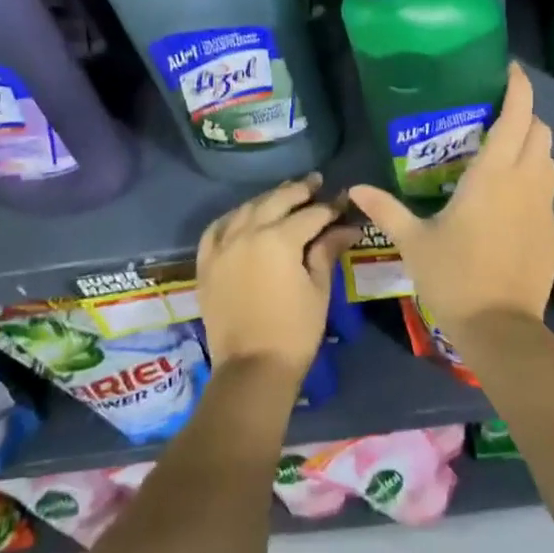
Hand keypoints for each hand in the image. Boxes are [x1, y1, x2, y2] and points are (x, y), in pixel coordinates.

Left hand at [196, 174, 356, 377]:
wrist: (252, 369)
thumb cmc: (295, 331)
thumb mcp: (318, 289)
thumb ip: (327, 251)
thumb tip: (347, 228)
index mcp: (279, 239)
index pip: (311, 214)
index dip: (331, 208)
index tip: (344, 203)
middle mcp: (247, 234)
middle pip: (276, 201)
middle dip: (299, 190)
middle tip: (316, 182)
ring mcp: (222, 247)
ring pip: (246, 209)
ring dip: (268, 199)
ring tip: (285, 194)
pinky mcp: (206, 264)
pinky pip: (216, 229)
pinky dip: (233, 218)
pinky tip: (243, 216)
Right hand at [349, 63, 553, 336]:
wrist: (501, 327)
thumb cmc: (454, 277)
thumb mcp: (414, 241)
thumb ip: (387, 209)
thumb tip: (356, 189)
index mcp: (494, 174)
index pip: (518, 115)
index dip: (519, 86)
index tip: (509, 69)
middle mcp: (526, 180)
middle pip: (541, 130)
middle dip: (525, 115)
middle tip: (496, 117)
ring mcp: (543, 205)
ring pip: (549, 158)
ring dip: (532, 145)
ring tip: (502, 152)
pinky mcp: (550, 228)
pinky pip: (547, 186)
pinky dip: (534, 175)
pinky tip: (507, 195)